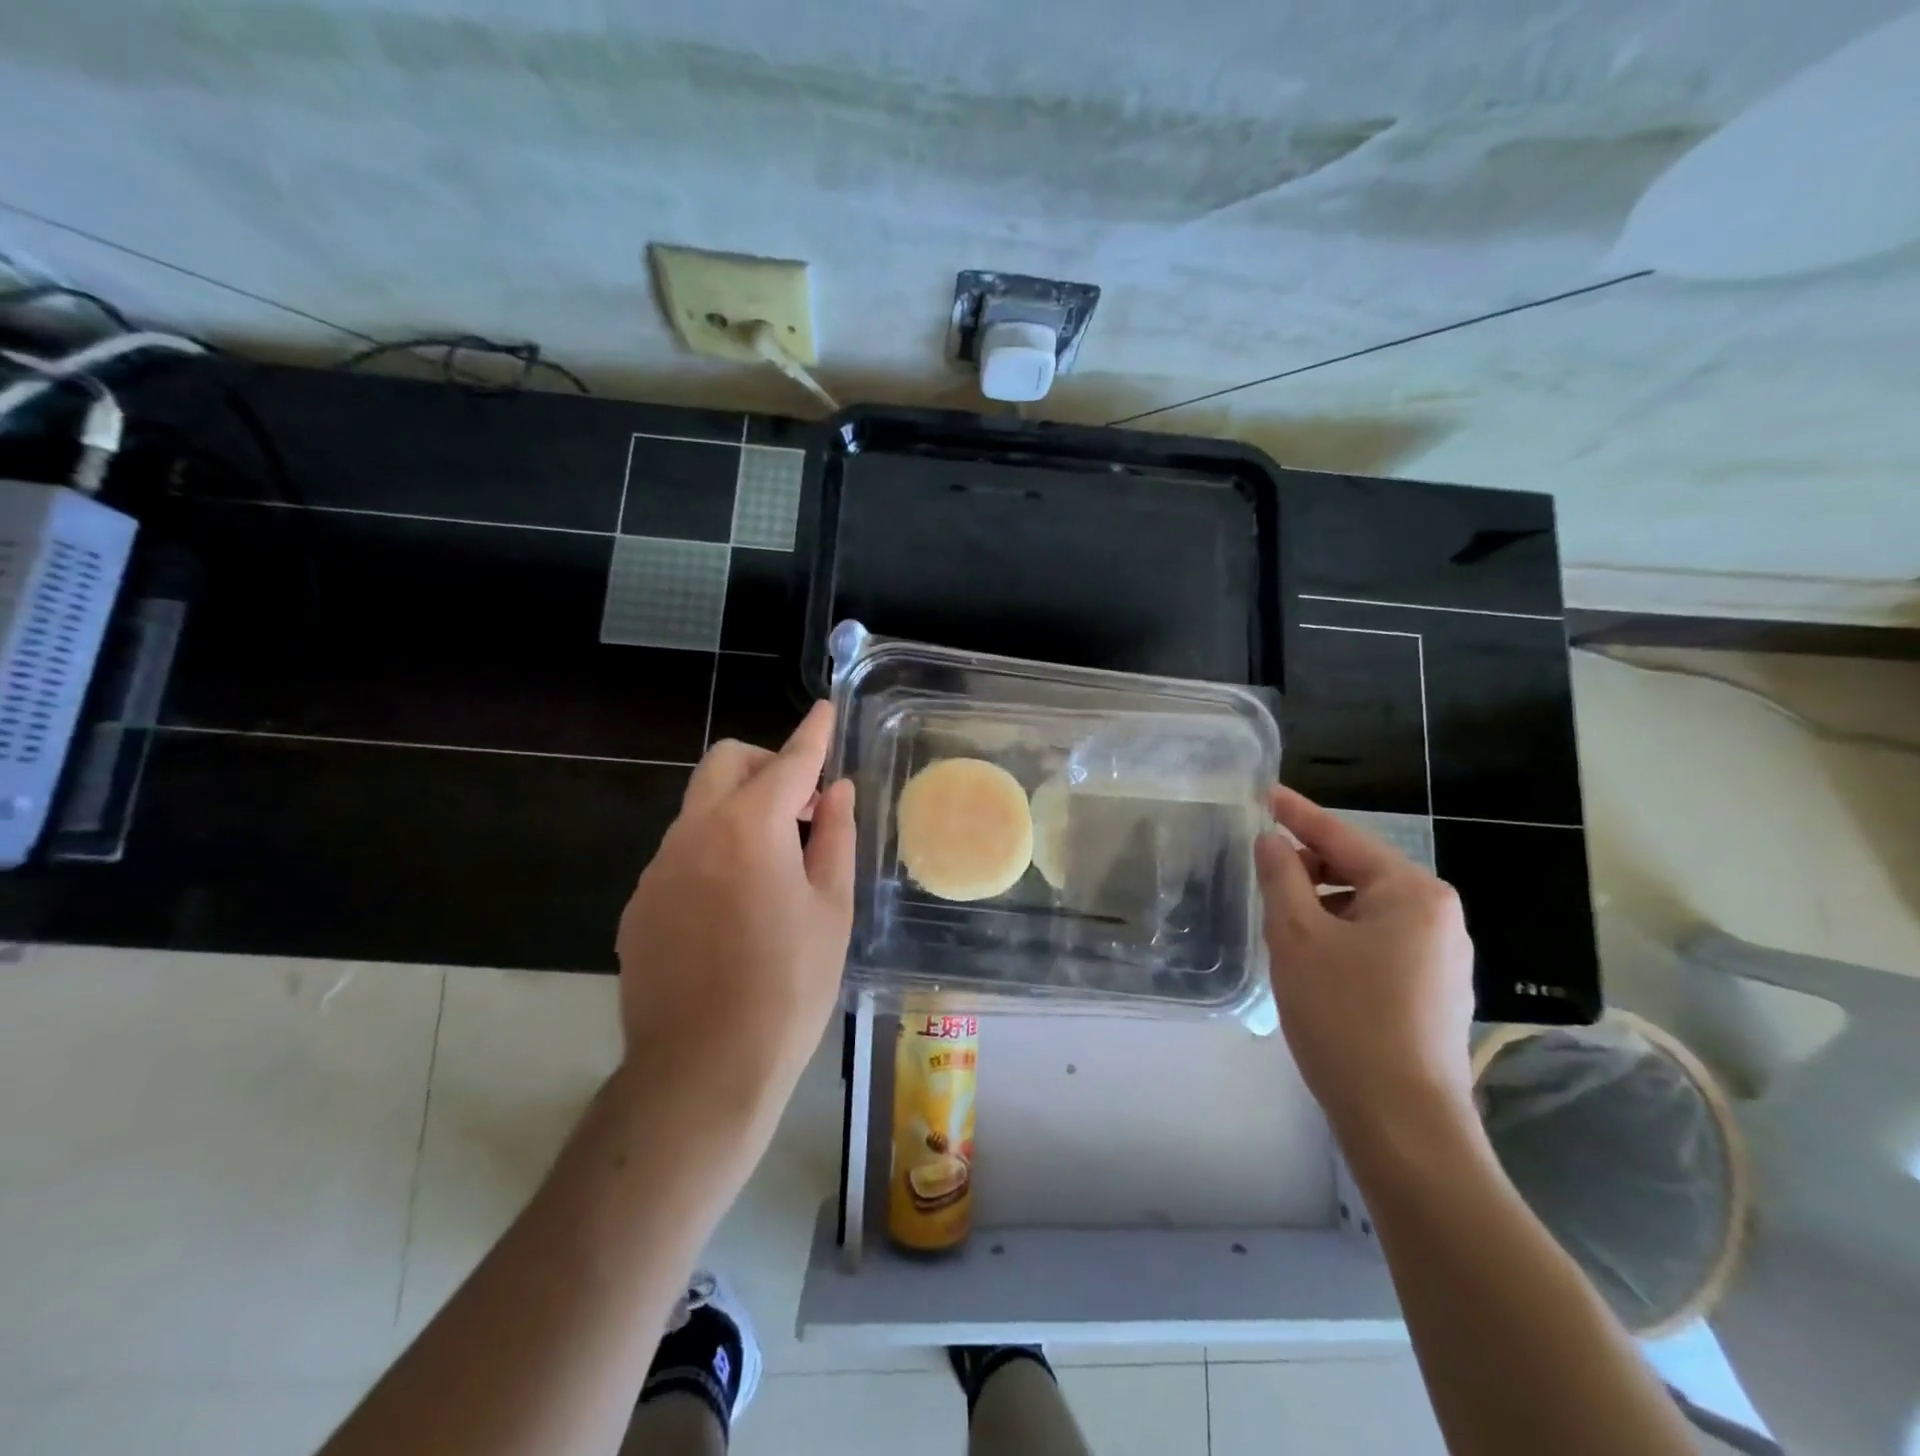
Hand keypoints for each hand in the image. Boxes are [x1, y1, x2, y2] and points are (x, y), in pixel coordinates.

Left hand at [614, 702, 855, 1175]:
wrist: (702, 1072)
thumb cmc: (788, 988)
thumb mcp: (830, 910)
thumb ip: (834, 838)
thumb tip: (837, 791)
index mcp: (748, 829)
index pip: (788, 762)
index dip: (812, 734)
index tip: (824, 710)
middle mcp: (694, 834)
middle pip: (725, 764)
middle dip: (766, 764)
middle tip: (803, 806)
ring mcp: (658, 870)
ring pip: (701, 808)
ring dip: (741, 811)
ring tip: (775, 866)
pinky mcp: (640, 905)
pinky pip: (682, 854)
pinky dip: (714, 852)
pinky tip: (735, 908)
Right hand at [1255, 786, 1475, 1149]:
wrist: (1402, 1123)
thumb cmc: (1345, 1017)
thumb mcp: (1298, 938)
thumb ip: (1281, 878)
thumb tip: (1272, 840)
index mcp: (1413, 892)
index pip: (1342, 836)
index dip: (1298, 813)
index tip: (1266, 792)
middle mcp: (1438, 915)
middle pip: (1358, 870)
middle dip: (1308, 868)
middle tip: (1262, 879)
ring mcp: (1441, 955)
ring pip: (1365, 909)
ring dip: (1322, 907)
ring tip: (1283, 929)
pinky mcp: (1433, 990)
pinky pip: (1377, 940)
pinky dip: (1340, 936)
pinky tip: (1313, 963)